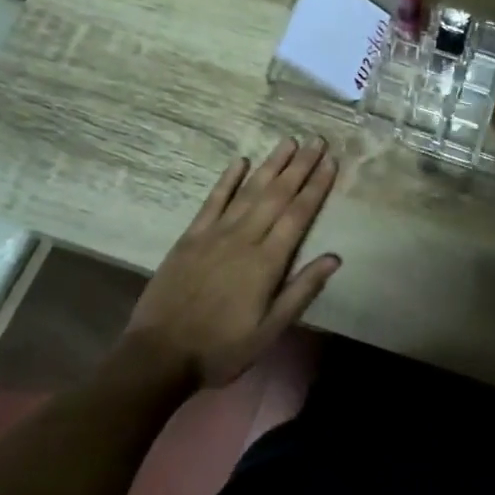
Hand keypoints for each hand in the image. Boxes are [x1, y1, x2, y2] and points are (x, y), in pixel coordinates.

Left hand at [122, 138, 340, 387]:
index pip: (298, 214)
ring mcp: (215, 234)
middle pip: (277, 195)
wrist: (160, 354)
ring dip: (271, 165)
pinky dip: (227, 180)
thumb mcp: (270, 330)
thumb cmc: (222, 348)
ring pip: (249, 191)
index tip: (330, 161)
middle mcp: (244, 239)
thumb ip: (301, 291)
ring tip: (288, 142)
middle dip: (299, 166)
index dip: (316, 186)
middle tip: (316, 140)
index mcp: (267, 262)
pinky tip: (240, 161)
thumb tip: (334, 257)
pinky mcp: (190, 237)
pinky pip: (213, 201)